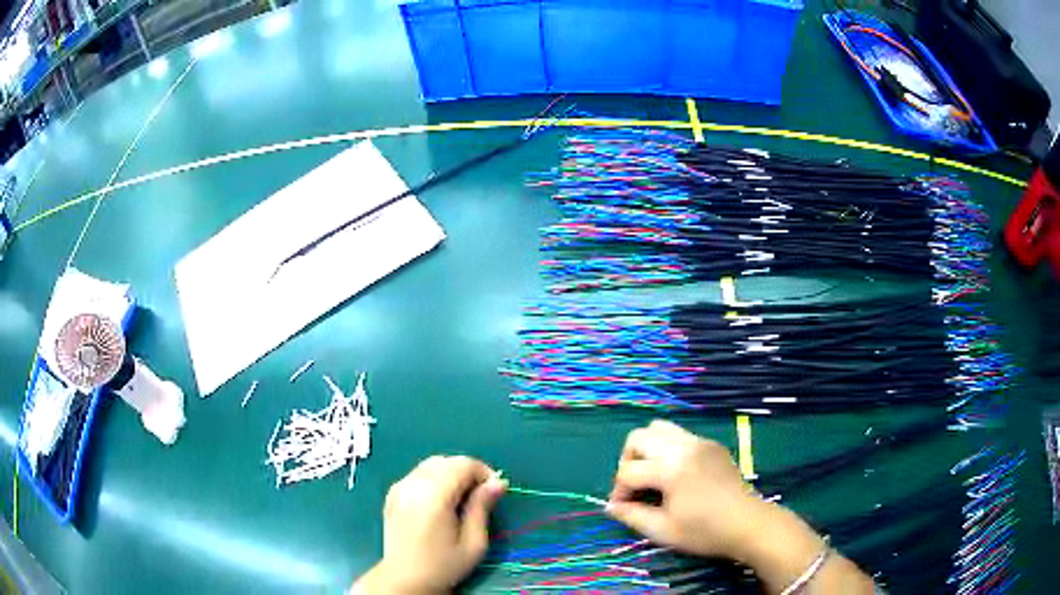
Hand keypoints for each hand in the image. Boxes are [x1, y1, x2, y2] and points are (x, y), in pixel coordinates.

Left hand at [355, 456, 506, 593]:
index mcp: (433, 496)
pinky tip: (440, 501)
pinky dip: (435, 478)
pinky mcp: (393, 494)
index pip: (462, 465)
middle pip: (446, 461)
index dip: (483, 472)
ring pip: (431, 464)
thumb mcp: (473, 543)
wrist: (404, 579)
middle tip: (480, 497)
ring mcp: (399, 488)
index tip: (494, 491)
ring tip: (461, 499)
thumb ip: (483, 508)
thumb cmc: (443, 565)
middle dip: (468, 472)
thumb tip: (498, 482)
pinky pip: (418, 474)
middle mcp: (413, 485)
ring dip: (451, 474)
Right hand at [606, 419, 770, 560]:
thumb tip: (610, 507)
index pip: (628, 471)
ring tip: (652, 475)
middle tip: (634, 487)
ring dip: (647, 450)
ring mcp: (700, 442)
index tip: (622, 509)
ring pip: (659, 428)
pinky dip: (668, 449)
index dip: (619, 492)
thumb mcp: (663, 531)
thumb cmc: (705, 531)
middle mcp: (683, 447)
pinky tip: (676, 475)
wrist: (749, 524)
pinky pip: (680, 436)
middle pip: (638, 437)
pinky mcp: (712, 445)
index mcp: (670, 468)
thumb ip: (632, 516)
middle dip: (628, 462)